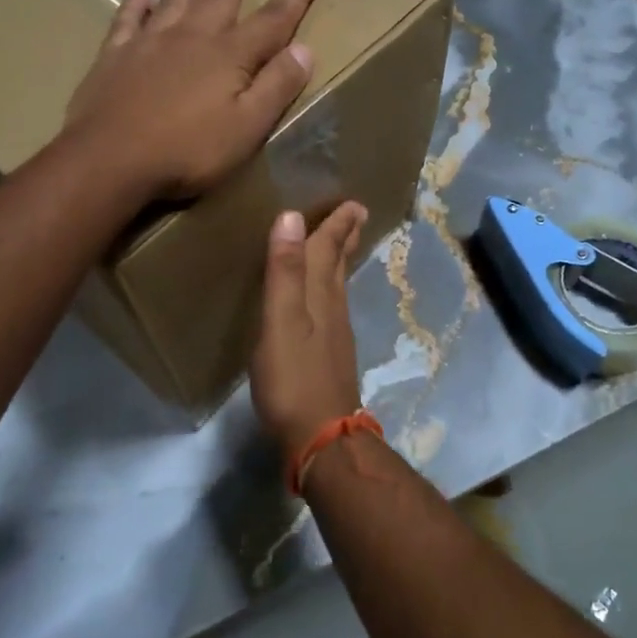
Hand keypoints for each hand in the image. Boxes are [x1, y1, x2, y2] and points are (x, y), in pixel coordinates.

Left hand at [63, 0, 321, 199]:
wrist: (111, 159)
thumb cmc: (188, 151)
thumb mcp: (247, 127)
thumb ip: (277, 87)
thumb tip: (305, 49)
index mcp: (229, 56)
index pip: (272, 20)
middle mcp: (191, 37)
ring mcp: (149, 42)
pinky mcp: (114, 56)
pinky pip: (128, 19)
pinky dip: (137, 3)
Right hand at [252, 201, 367, 456]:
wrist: (321, 436)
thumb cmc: (293, 377)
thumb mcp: (281, 321)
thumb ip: (284, 272)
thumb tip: (291, 216)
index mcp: (319, 296)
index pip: (327, 250)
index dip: (336, 224)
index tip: (353, 201)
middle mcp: (332, 309)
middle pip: (338, 265)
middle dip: (344, 238)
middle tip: (356, 214)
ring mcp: (334, 336)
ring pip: (337, 287)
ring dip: (338, 262)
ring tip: (339, 247)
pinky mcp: (330, 358)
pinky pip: (332, 309)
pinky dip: (330, 292)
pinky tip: (324, 302)